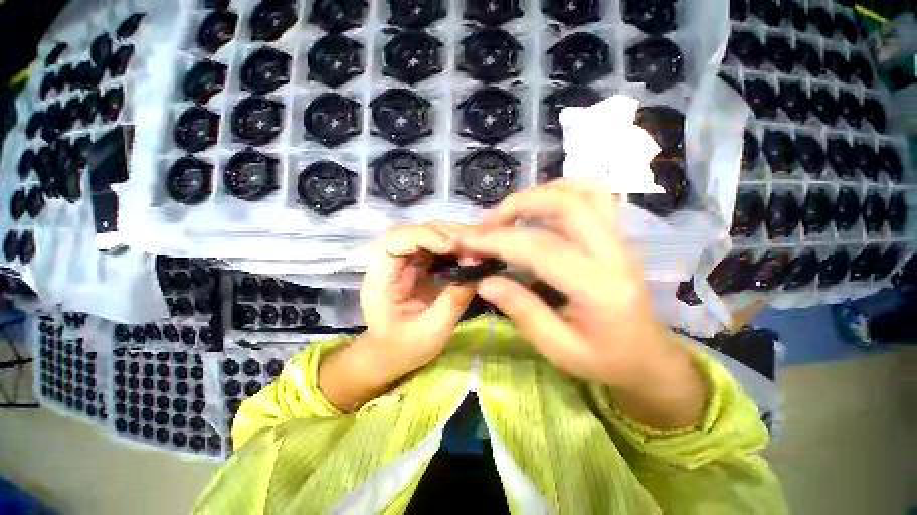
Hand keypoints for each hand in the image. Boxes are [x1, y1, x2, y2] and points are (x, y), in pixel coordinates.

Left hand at [360, 224, 476, 375]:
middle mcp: (390, 263)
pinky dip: (454, 248)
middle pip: (414, 232)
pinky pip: (436, 249)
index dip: (424, 236)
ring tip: (475, 248)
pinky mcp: (418, 266)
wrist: (392, 355)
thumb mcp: (432, 331)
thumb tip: (478, 270)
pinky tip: (469, 255)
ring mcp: (405, 263)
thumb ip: (453, 300)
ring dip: (452, 238)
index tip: (452, 247)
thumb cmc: (405, 349)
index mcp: (381, 279)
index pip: (396, 240)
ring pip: (427, 236)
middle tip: (473, 245)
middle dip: (444, 234)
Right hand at [457, 181, 706, 427]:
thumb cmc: (604, 360)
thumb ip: (521, 311)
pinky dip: (560, 191)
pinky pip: (593, 195)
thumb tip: (484, 281)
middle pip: (565, 204)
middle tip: (486, 225)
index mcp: (599, 288)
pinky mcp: (617, 234)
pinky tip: (540, 209)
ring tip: (510, 214)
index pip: (540, 248)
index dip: (497, 240)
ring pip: (582, 190)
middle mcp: (614, 253)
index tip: (466, 242)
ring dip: (539, 193)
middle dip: (516, 206)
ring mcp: (619, 238)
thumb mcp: (558, 349)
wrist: (648, 356)